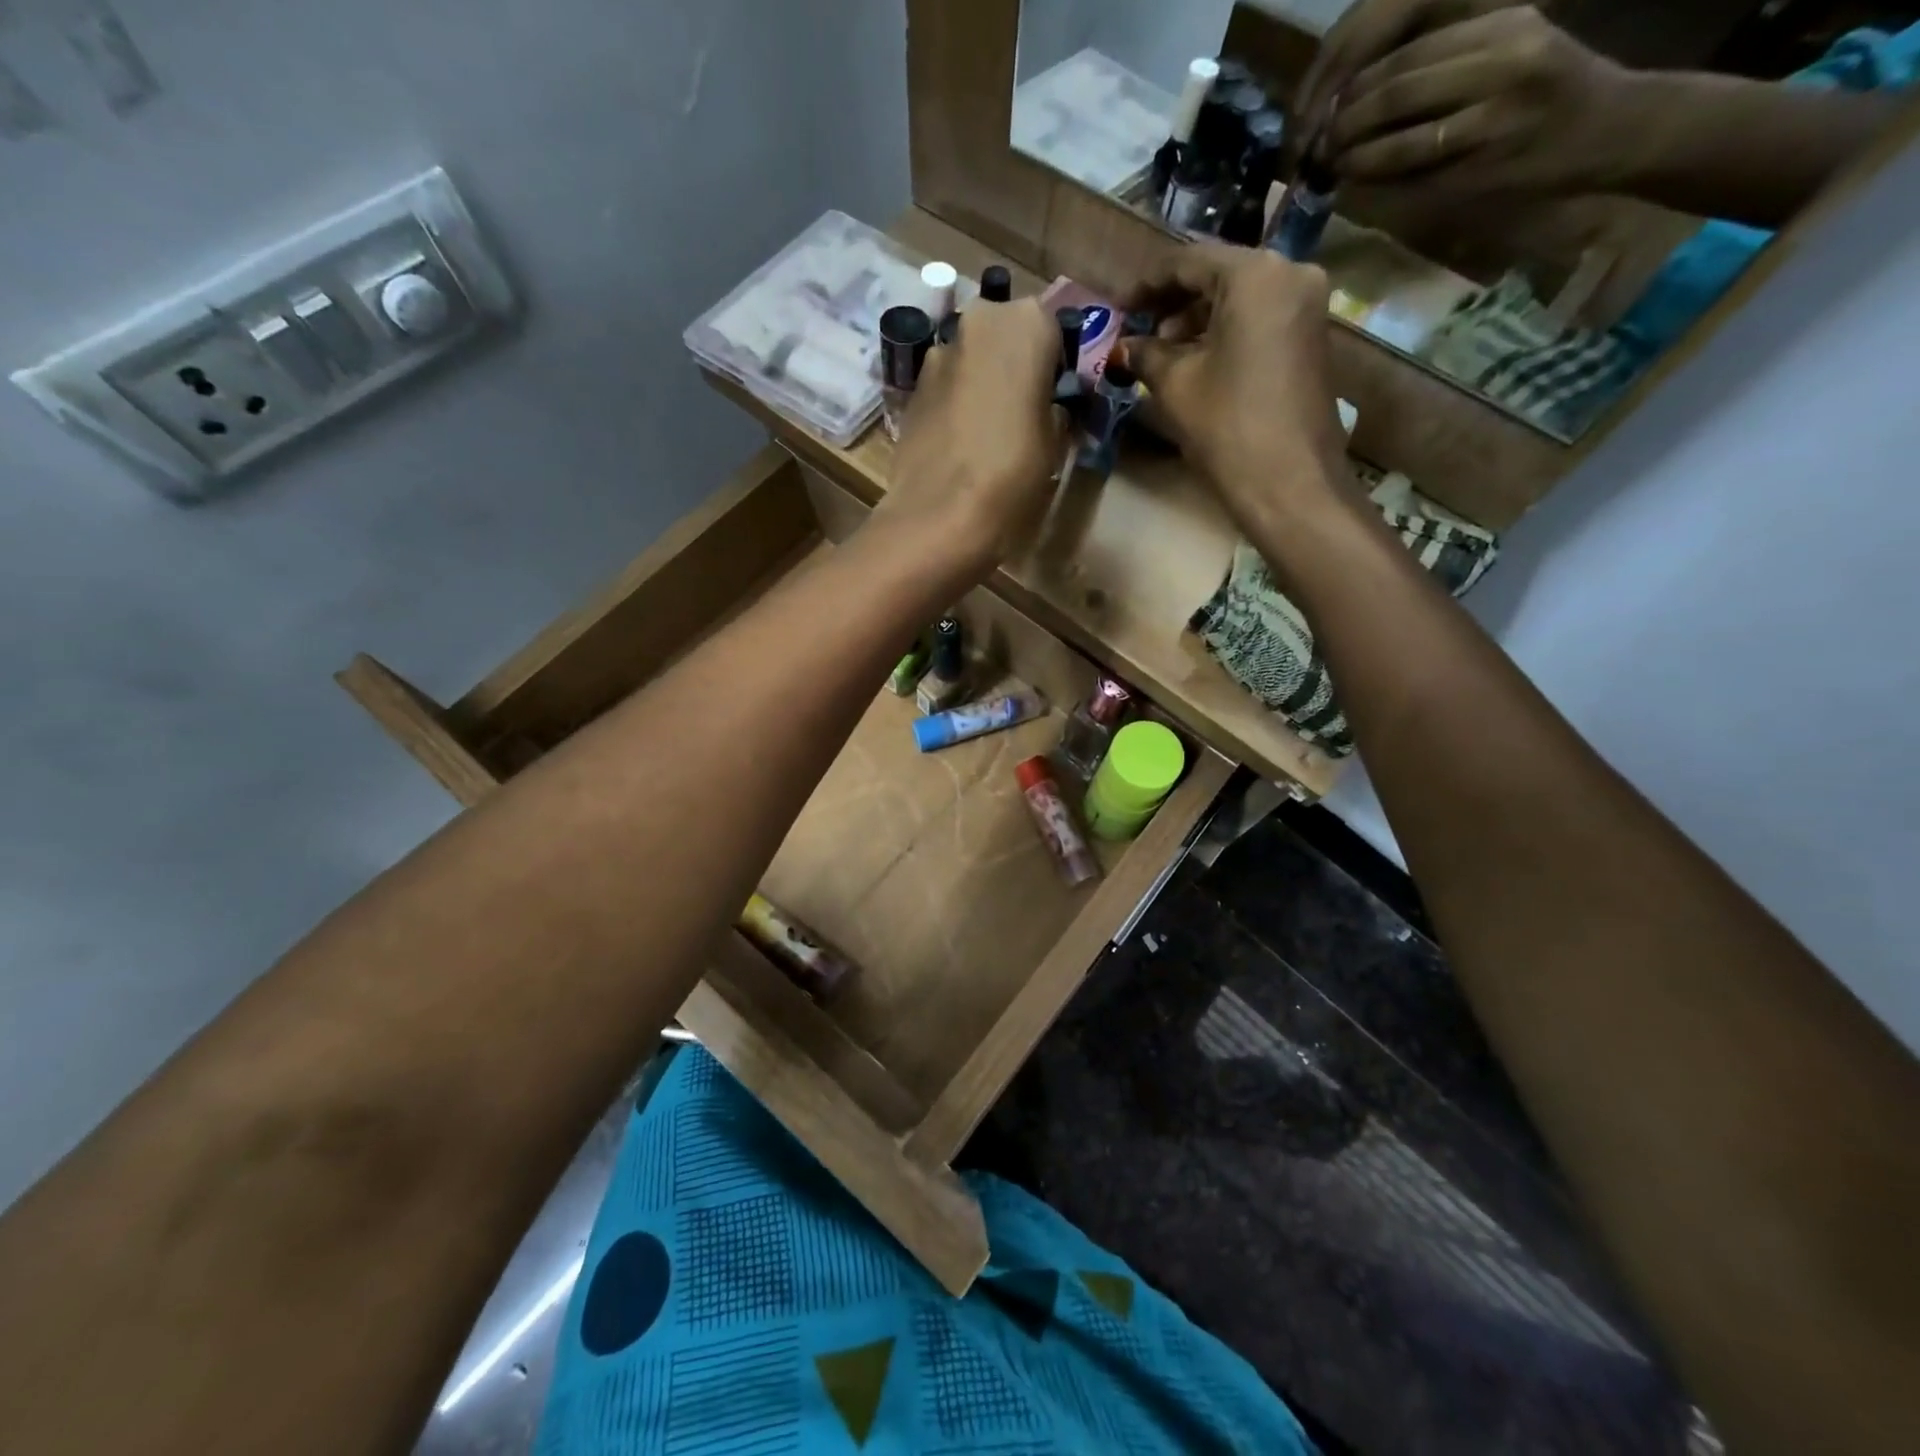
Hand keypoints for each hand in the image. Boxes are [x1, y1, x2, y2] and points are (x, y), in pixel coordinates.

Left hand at [879, 299, 1066, 571]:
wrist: (939, 513)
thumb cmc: (1013, 473)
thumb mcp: (1055, 442)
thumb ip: (1053, 409)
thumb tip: (1046, 407)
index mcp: (1027, 323)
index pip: (1051, 331)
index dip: (1052, 366)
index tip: (1051, 399)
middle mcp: (979, 321)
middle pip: (1003, 336)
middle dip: (1011, 365)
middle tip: (1019, 411)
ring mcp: (937, 352)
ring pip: (970, 359)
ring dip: (979, 382)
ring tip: (985, 431)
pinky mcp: (910, 387)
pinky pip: (944, 386)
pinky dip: (953, 403)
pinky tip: (957, 442)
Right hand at [1119, 244, 1349, 527]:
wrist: (1289, 481)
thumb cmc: (1227, 425)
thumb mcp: (1176, 385)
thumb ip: (1145, 354)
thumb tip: (1122, 347)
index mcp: (1255, 274)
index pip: (1189, 261)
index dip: (1147, 285)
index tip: (1118, 308)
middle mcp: (1290, 273)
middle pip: (1218, 274)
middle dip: (1173, 303)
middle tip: (1137, 332)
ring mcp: (1306, 304)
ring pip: (1240, 297)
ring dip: (1197, 319)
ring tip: (1160, 352)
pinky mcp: (1311, 335)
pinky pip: (1259, 318)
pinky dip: (1224, 332)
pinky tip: (1195, 360)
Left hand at [1320, 7, 1630, 200]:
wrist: (1608, 130)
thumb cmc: (1546, 99)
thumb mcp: (1505, 59)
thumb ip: (1441, 72)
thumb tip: (1357, 101)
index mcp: (1501, 26)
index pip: (1408, 52)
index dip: (1357, 84)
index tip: (1326, 109)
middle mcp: (1500, 60)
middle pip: (1397, 89)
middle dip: (1347, 120)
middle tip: (1320, 143)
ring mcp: (1492, 114)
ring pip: (1401, 133)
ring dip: (1355, 154)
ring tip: (1331, 164)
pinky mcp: (1484, 161)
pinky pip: (1414, 171)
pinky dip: (1379, 176)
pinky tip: (1359, 179)